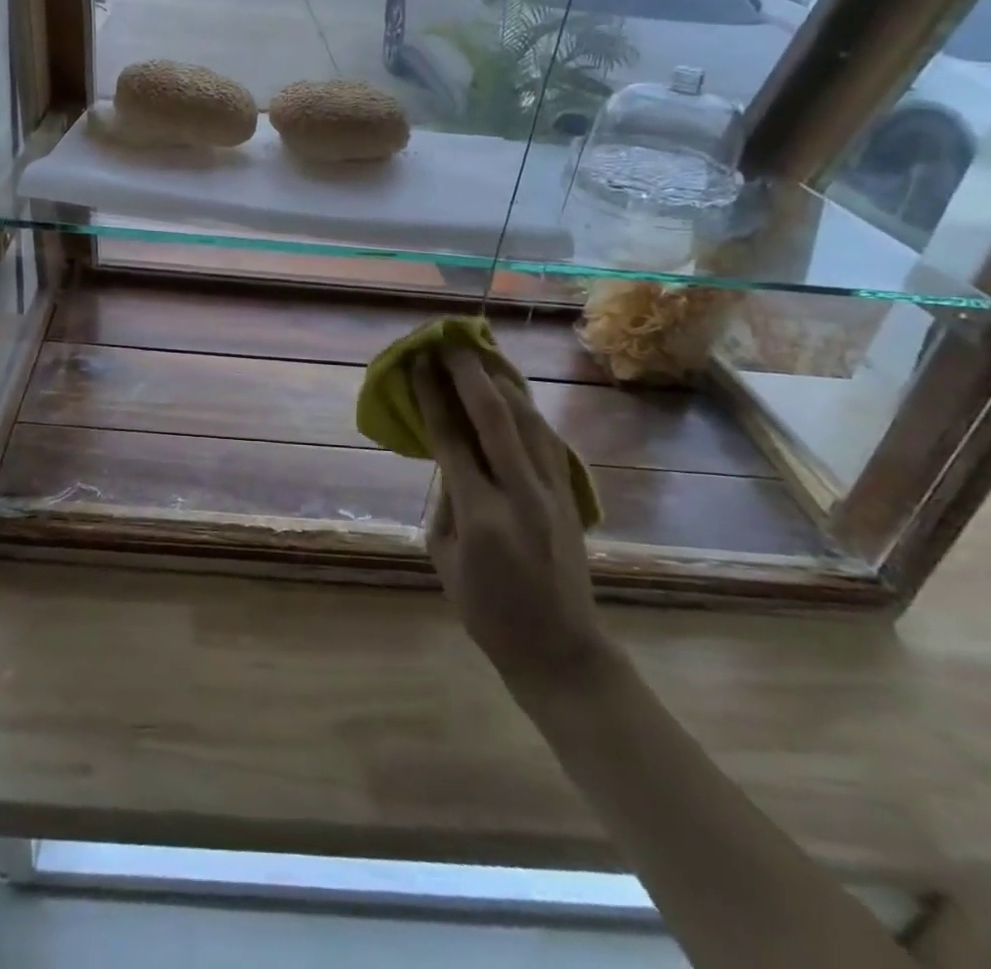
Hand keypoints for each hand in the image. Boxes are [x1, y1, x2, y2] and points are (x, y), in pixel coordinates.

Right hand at [414, 344, 612, 699]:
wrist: (560, 648)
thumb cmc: (487, 611)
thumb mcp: (444, 557)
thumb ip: (445, 500)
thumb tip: (449, 456)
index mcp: (480, 516)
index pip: (452, 440)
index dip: (433, 397)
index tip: (421, 364)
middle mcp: (520, 494)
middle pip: (495, 417)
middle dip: (469, 374)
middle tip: (449, 343)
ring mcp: (552, 492)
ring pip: (529, 420)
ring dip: (501, 382)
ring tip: (480, 355)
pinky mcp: (570, 494)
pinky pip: (546, 438)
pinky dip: (526, 409)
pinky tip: (512, 393)